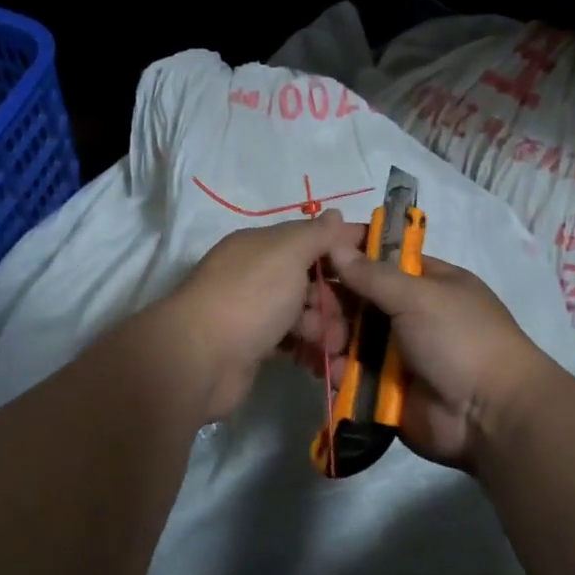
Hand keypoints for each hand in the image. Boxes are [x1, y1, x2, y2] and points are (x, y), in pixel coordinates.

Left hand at [166, 210, 357, 420]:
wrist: (200, 359)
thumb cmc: (250, 296)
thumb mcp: (287, 253)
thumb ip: (315, 234)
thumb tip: (334, 213)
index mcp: (261, 246)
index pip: (310, 238)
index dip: (342, 247)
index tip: (375, 262)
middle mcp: (255, 274)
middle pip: (309, 279)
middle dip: (333, 298)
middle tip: (346, 319)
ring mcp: (253, 312)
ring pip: (303, 313)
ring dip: (324, 327)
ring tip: (330, 346)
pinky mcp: (253, 346)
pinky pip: (291, 341)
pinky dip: (307, 348)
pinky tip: (320, 361)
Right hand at [321, 236, 560, 471]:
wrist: (490, 416)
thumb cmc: (460, 339)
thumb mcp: (419, 296)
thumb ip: (373, 274)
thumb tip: (334, 243)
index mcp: (426, 283)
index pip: (380, 259)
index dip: (348, 254)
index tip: (313, 252)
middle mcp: (409, 314)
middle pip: (357, 299)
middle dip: (330, 301)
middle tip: (307, 307)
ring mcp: (395, 353)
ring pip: (348, 337)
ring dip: (327, 334)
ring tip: (314, 339)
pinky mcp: (383, 389)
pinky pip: (349, 373)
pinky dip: (334, 369)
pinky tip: (322, 367)